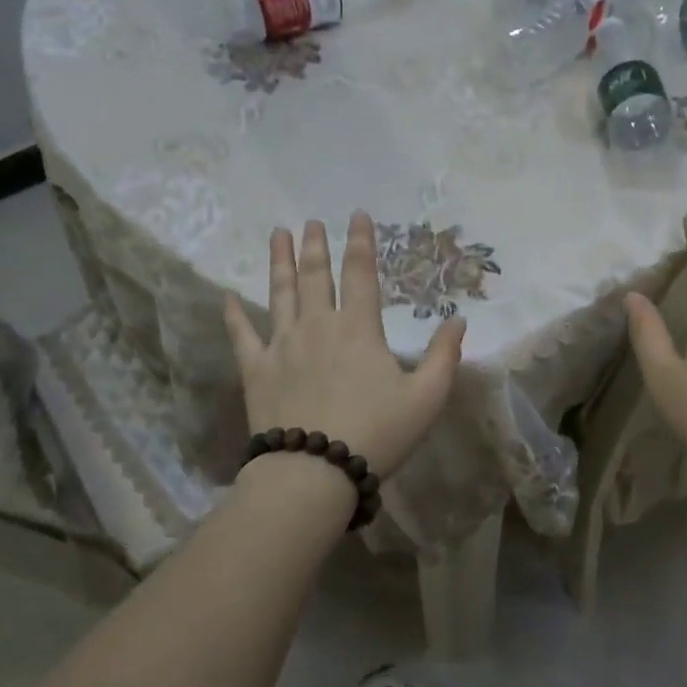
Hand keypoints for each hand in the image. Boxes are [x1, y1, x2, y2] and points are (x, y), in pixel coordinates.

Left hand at [223, 212, 464, 478]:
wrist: (313, 471)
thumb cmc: (377, 434)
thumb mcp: (426, 398)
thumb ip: (443, 356)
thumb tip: (458, 320)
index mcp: (359, 329)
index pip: (361, 273)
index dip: (361, 242)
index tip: (357, 215)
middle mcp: (318, 326)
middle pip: (315, 275)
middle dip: (315, 245)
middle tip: (311, 221)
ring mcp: (282, 345)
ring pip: (280, 294)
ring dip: (279, 262)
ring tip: (277, 234)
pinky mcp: (256, 370)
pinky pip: (242, 335)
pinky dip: (234, 315)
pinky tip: (227, 297)